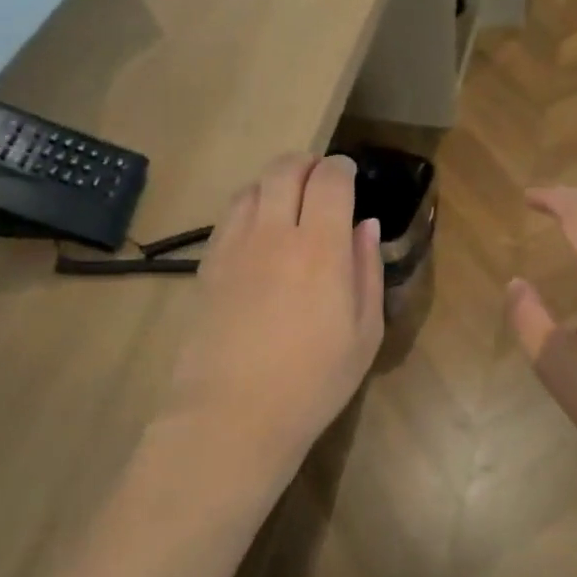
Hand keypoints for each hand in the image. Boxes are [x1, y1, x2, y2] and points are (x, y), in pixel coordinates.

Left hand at [159, 155, 384, 502]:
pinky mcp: (209, 265)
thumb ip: (367, 271)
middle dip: (306, 162)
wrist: (233, 414)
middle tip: (320, 176)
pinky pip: (229, 216)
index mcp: (321, 248)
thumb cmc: (313, 382)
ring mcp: (235, 246)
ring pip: (253, 187)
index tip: (349, 175)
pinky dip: (249, 206)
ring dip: (275, 181)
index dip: (342, 169)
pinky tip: (258, 229)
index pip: (330, 180)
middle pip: (285, 170)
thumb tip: (365, 225)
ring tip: (289, 199)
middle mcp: (276, 234)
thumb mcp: (364, 333)